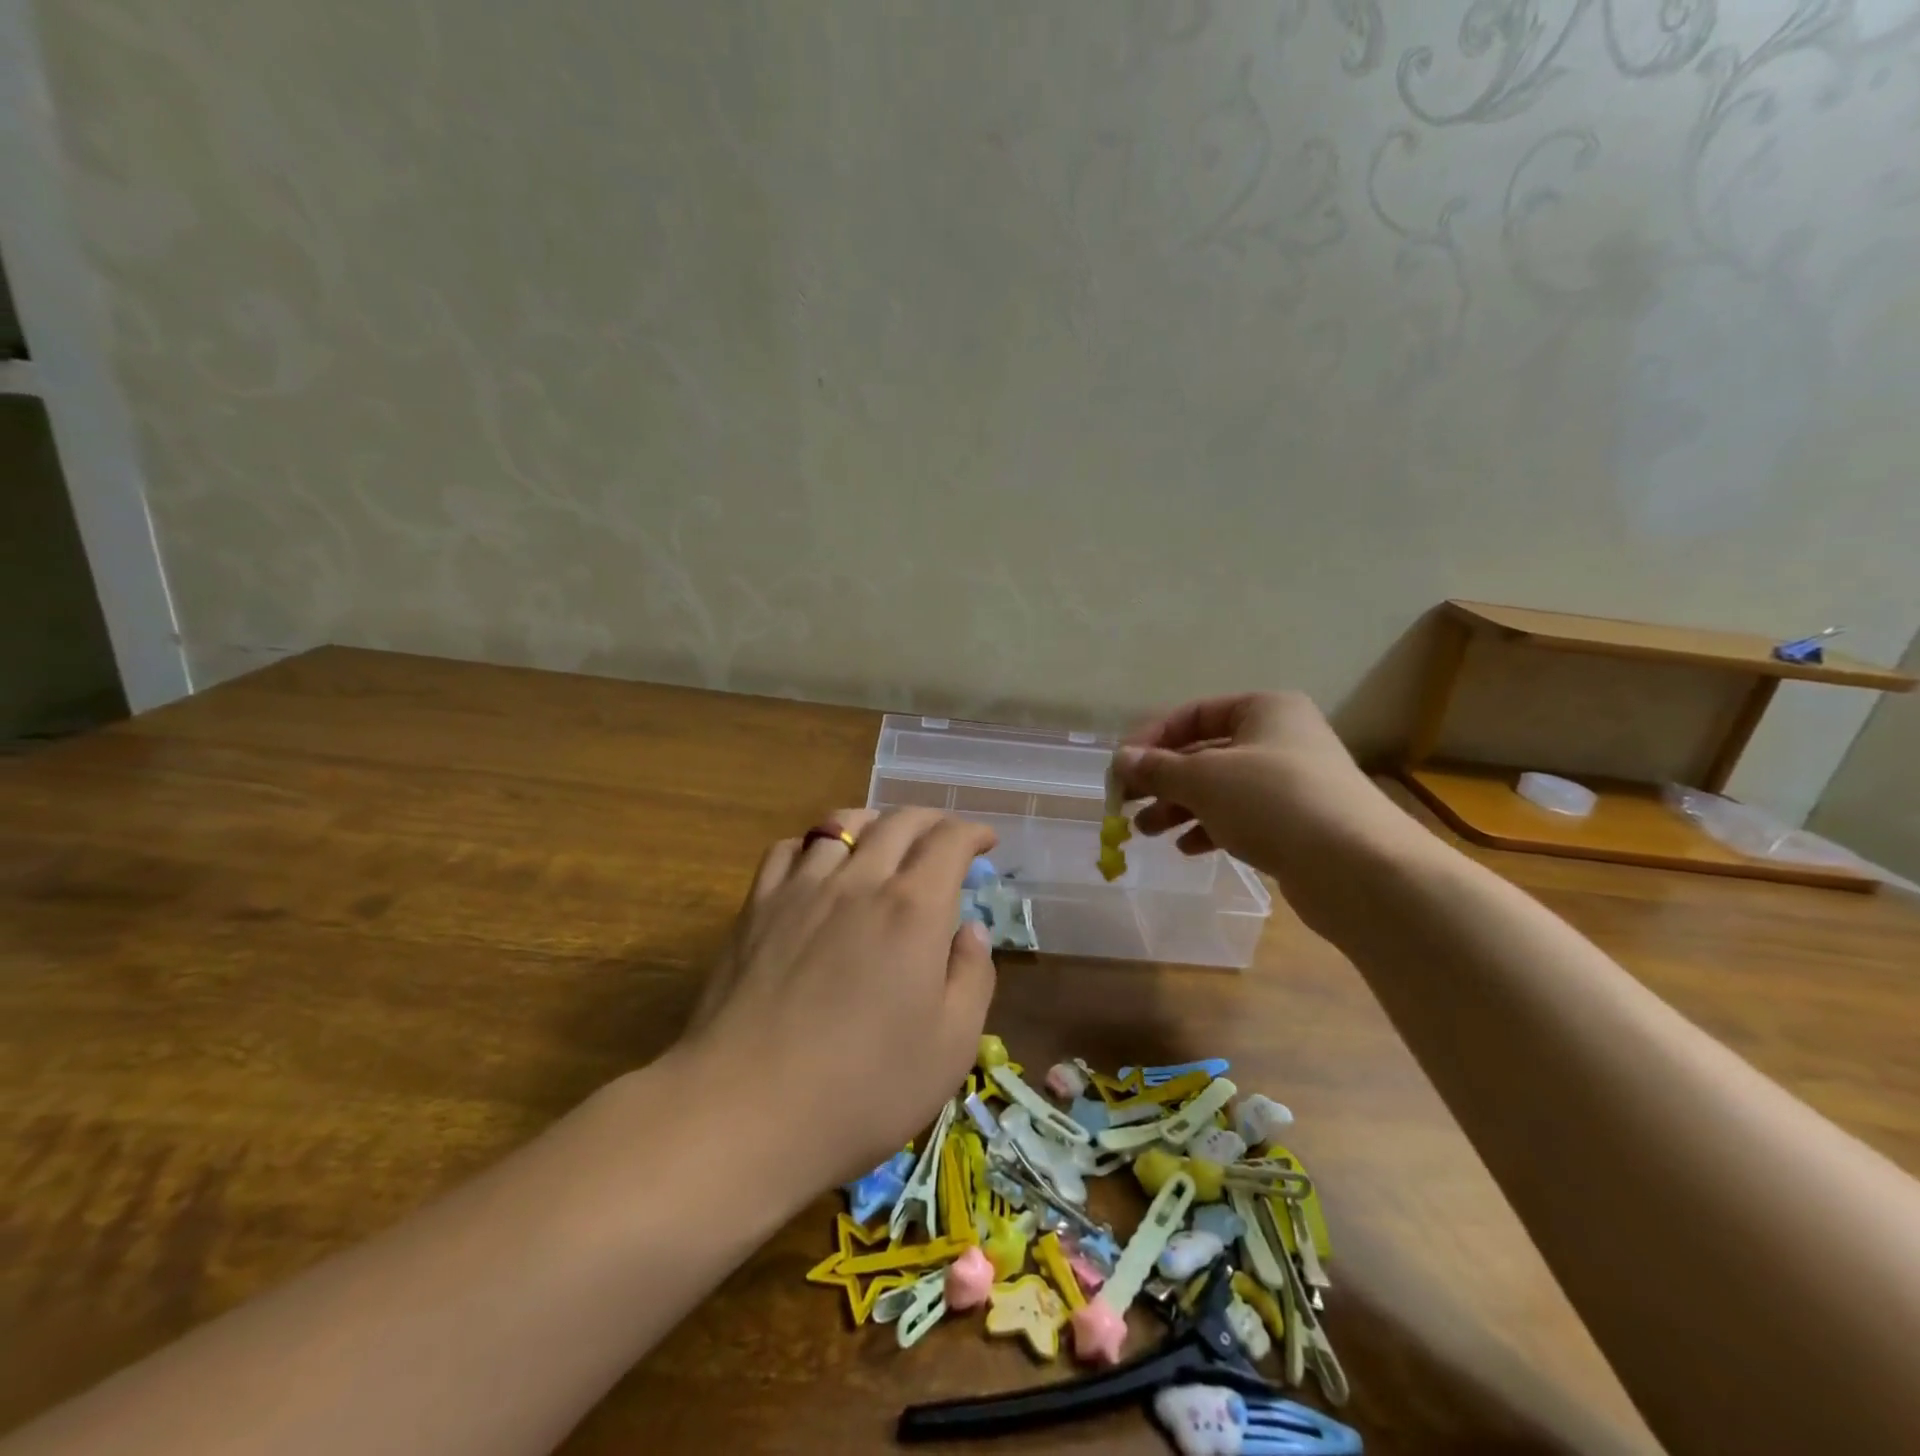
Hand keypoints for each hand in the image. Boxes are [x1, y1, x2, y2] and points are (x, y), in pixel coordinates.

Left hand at [681, 808, 998, 1185]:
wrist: (746, 1110)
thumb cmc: (863, 1088)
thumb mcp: (950, 1046)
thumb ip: (972, 977)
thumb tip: (971, 931)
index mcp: (913, 909)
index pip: (948, 841)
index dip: (972, 832)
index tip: (986, 841)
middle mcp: (859, 881)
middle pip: (899, 822)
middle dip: (931, 820)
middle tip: (945, 837)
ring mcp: (800, 889)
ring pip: (841, 825)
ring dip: (874, 822)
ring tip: (884, 838)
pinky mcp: (756, 908)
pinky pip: (787, 849)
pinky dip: (814, 843)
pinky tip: (818, 865)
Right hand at [1113, 692, 1417, 921]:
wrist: (1357, 868)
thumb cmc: (1273, 801)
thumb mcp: (1203, 779)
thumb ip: (1157, 768)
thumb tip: (1120, 760)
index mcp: (1265, 709)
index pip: (1193, 714)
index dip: (1151, 739)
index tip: (1121, 768)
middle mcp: (1280, 739)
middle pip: (1205, 753)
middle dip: (1162, 779)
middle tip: (1126, 803)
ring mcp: (1292, 783)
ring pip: (1220, 788)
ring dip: (1179, 807)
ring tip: (1146, 831)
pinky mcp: (1297, 823)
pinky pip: (1241, 817)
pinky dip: (1209, 828)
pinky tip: (1186, 849)